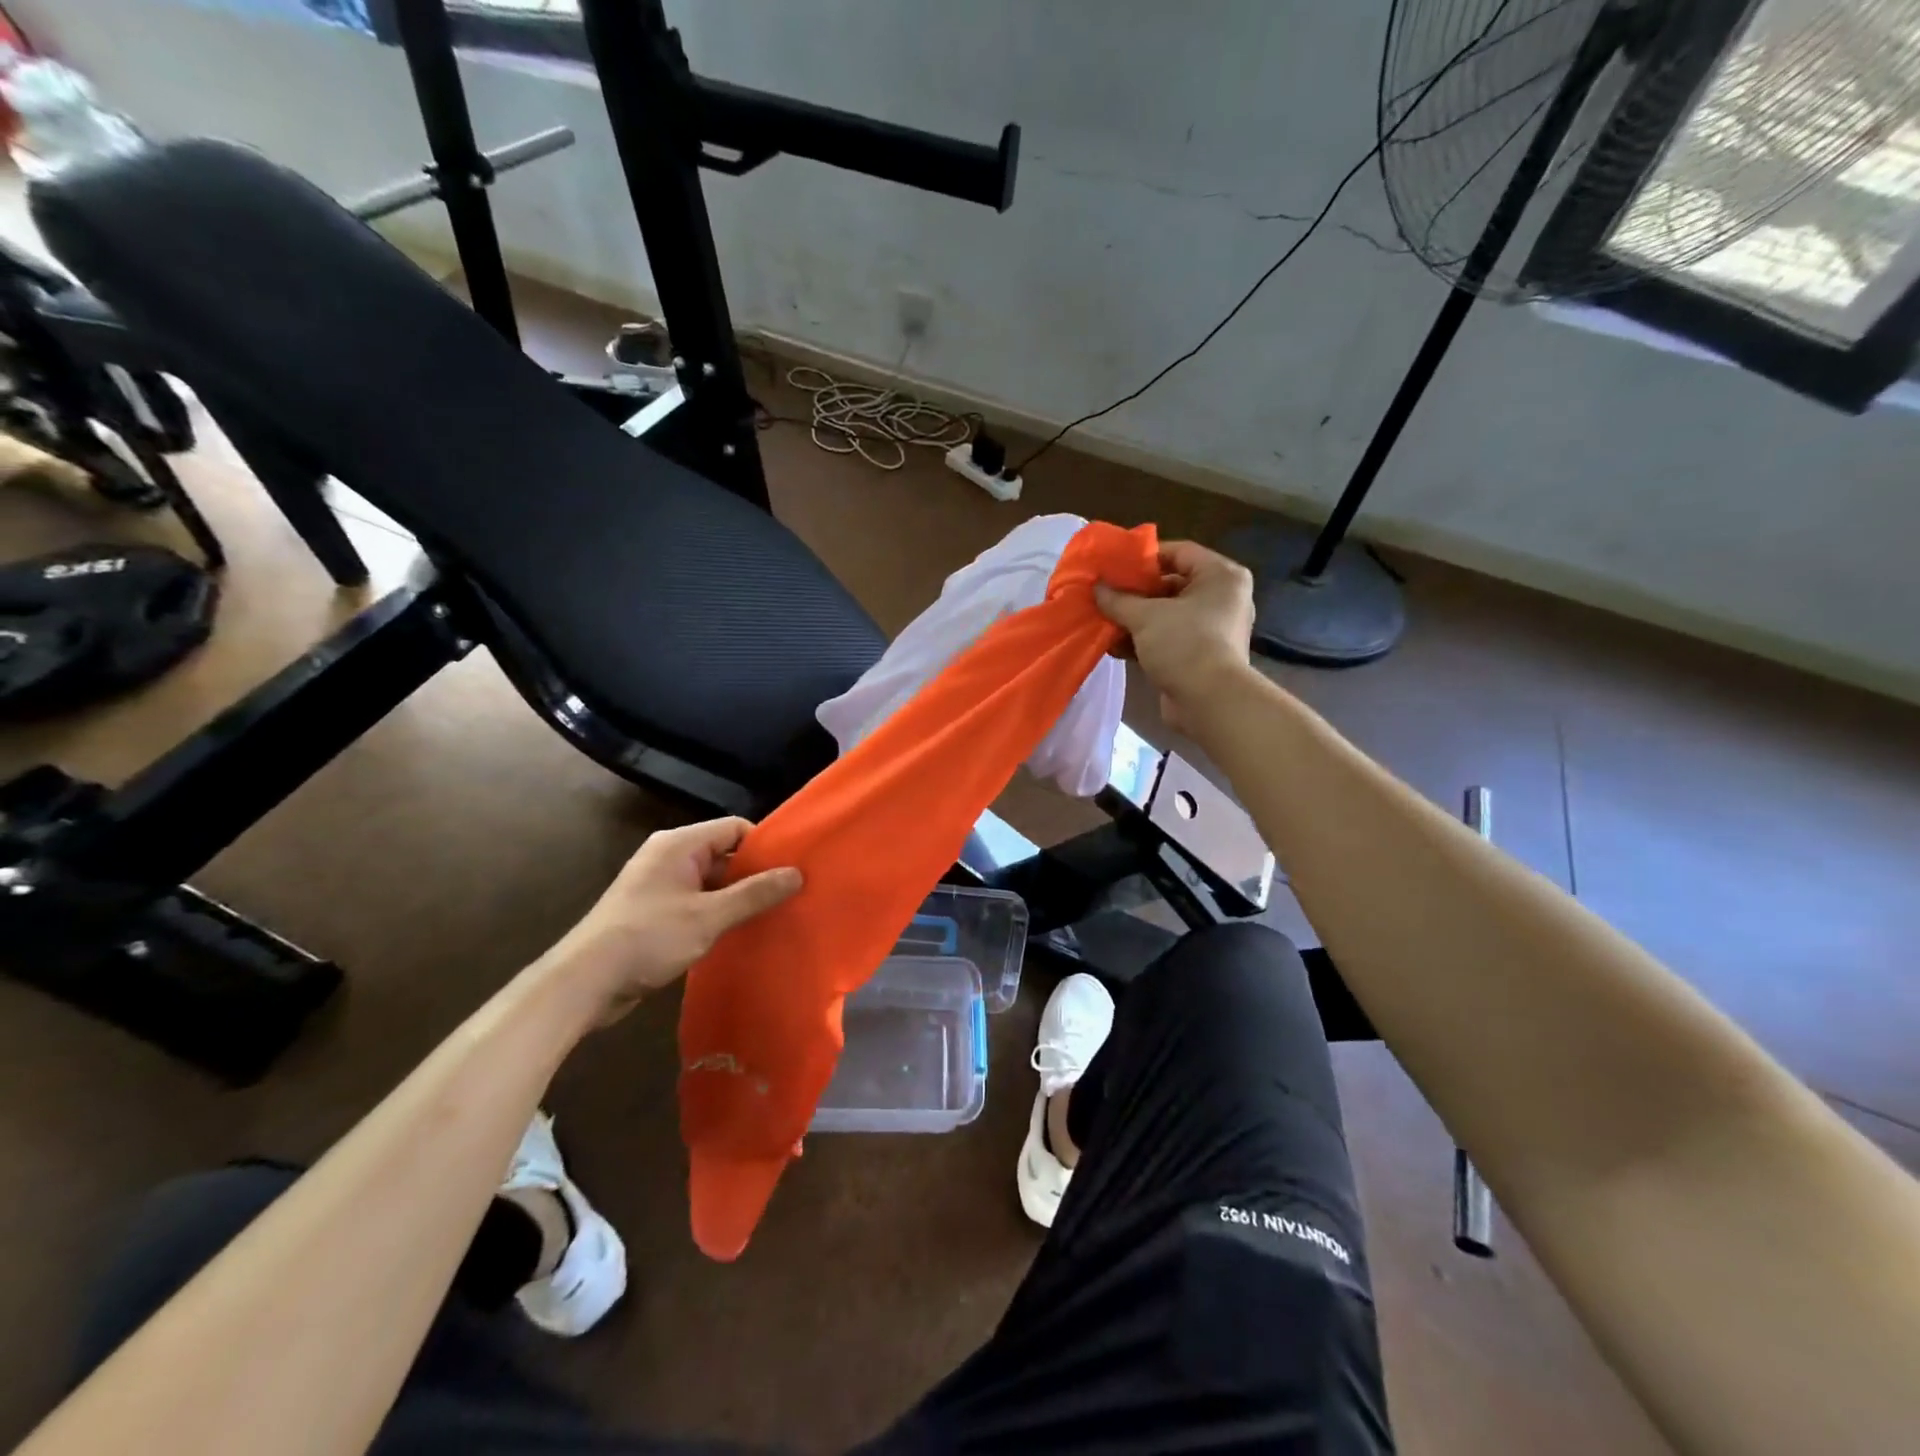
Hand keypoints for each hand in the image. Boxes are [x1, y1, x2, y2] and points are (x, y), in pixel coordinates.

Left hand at [537, 818, 801, 1026]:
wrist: (584, 983)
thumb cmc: (648, 938)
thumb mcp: (708, 916)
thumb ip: (754, 894)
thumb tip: (797, 873)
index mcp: (679, 845)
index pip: (734, 828)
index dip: (764, 845)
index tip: (792, 868)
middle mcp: (669, 857)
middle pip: (724, 853)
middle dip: (755, 874)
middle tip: (790, 894)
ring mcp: (661, 886)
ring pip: (712, 882)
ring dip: (738, 897)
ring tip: (773, 915)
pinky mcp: (656, 913)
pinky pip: (698, 903)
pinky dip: (719, 914)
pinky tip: (740, 933)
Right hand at [1094, 540, 1255, 733]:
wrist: (1209, 702)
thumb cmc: (1185, 644)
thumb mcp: (1145, 616)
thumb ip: (1117, 599)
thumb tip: (1096, 587)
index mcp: (1220, 576)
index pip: (1179, 552)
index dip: (1144, 557)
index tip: (1114, 566)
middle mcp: (1221, 598)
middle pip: (1170, 584)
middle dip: (1134, 592)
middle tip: (1104, 593)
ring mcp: (1211, 629)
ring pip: (1165, 614)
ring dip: (1133, 619)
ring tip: (1102, 619)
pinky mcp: (1198, 655)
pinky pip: (1166, 638)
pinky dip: (1142, 640)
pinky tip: (1113, 645)